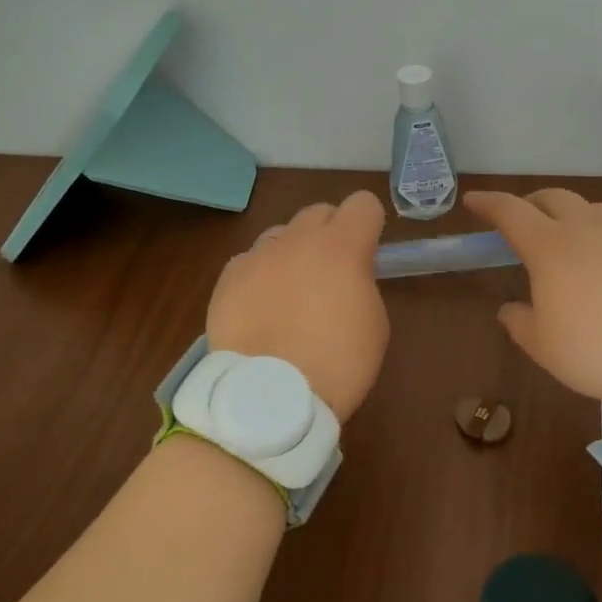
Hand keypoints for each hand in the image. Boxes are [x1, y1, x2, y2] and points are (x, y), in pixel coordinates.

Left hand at [206, 191, 388, 421]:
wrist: (268, 398)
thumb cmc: (336, 364)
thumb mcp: (374, 324)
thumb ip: (362, 284)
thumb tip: (347, 277)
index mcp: (342, 247)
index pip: (363, 203)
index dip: (369, 224)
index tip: (368, 253)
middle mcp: (298, 240)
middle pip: (319, 212)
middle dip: (330, 233)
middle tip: (331, 272)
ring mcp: (258, 256)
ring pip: (281, 234)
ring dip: (292, 252)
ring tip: (290, 292)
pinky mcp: (228, 278)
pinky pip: (250, 262)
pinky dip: (259, 277)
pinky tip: (260, 310)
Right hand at [463, 189, 601, 404]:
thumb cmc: (599, 351)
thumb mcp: (546, 348)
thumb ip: (521, 323)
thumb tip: (510, 309)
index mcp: (551, 247)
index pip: (510, 212)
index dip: (489, 203)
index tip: (474, 200)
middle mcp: (588, 228)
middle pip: (554, 198)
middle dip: (532, 203)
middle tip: (524, 221)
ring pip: (594, 210)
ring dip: (574, 217)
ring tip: (573, 242)